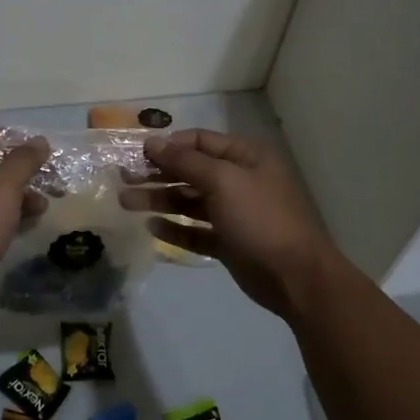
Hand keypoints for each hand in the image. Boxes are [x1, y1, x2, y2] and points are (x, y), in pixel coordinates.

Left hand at [0, 129, 49, 303]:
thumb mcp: (4, 186)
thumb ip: (24, 160)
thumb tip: (39, 141)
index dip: (27, 145)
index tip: (54, 160)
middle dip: (27, 173)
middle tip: (55, 187)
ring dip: (20, 196)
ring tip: (43, 209)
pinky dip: (6, 214)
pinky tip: (24, 225)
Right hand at [122, 129, 341, 319]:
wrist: (296, 277)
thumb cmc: (260, 219)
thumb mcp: (223, 181)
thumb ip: (185, 161)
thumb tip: (152, 142)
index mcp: (245, 157)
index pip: (200, 141)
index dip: (168, 145)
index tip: (136, 154)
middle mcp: (240, 181)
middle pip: (191, 171)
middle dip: (157, 174)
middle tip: (123, 179)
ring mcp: (235, 213)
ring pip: (190, 202)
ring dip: (160, 200)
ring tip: (126, 202)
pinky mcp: (229, 243)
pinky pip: (196, 231)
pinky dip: (175, 228)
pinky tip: (151, 227)